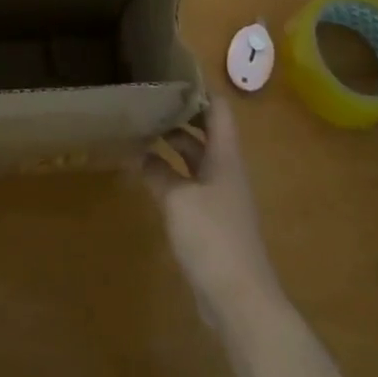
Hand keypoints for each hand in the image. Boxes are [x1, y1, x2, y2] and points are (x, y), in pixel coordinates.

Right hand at [142, 97, 282, 329]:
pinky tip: (149, 175)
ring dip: (174, 147)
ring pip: (197, 160)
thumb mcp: (177, 199)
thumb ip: (157, 173)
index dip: (199, 90)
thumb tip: (137, 153)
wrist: (240, 300)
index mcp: (225, 157)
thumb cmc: (213, 238)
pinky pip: (191, 186)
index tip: (171, 76)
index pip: (219, 110)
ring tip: (142, 132)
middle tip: (148, 101)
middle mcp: (226, 171)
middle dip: (180, 116)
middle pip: (206, 133)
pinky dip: (172, 175)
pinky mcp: (213, 223)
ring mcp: (221, 198)